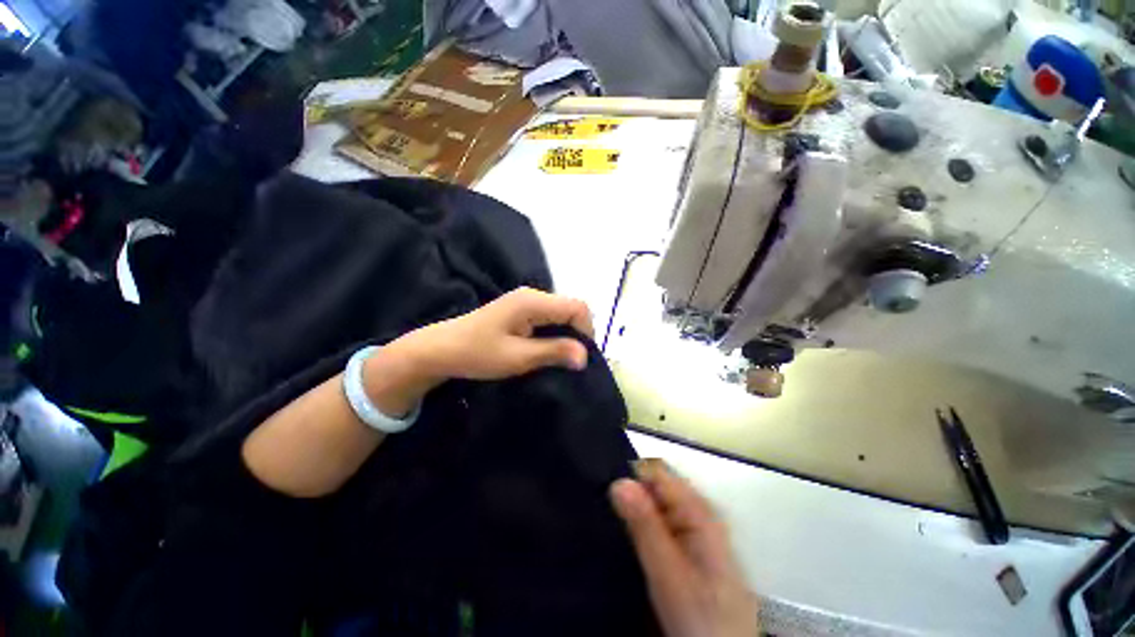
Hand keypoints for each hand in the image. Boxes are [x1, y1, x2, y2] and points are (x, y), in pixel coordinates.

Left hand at [391, 286, 593, 384]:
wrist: (441, 350)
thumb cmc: (477, 353)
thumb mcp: (518, 357)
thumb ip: (554, 352)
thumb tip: (585, 356)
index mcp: (533, 301)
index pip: (578, 307)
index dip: (586, 331)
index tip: (580, 357)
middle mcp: (532, 295)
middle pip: (571, 308)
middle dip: (577, 333)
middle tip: (571, 361)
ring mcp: (526, 301)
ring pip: (561, 314)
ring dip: (566, 334)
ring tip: (559, 358)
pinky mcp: (520, 310)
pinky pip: (549, 318)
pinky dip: (554, 333)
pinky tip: (546, 349)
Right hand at [610, 459, 757, 636]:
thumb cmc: (701, 617)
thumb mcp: (669, 574)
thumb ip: (645, 526)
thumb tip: (618, 481)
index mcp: (697, 509)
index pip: (655, 472)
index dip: (627, 473)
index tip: (598, 483)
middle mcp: (694, 511)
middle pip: (653, 486)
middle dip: (626, 491)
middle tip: (596, 503)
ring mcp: (690, 529)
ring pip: (652, 504)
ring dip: (629, 508)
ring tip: (601, 516)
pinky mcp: (684, 546)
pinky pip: (655, 522)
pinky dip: (637, 524)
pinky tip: (620, 534)